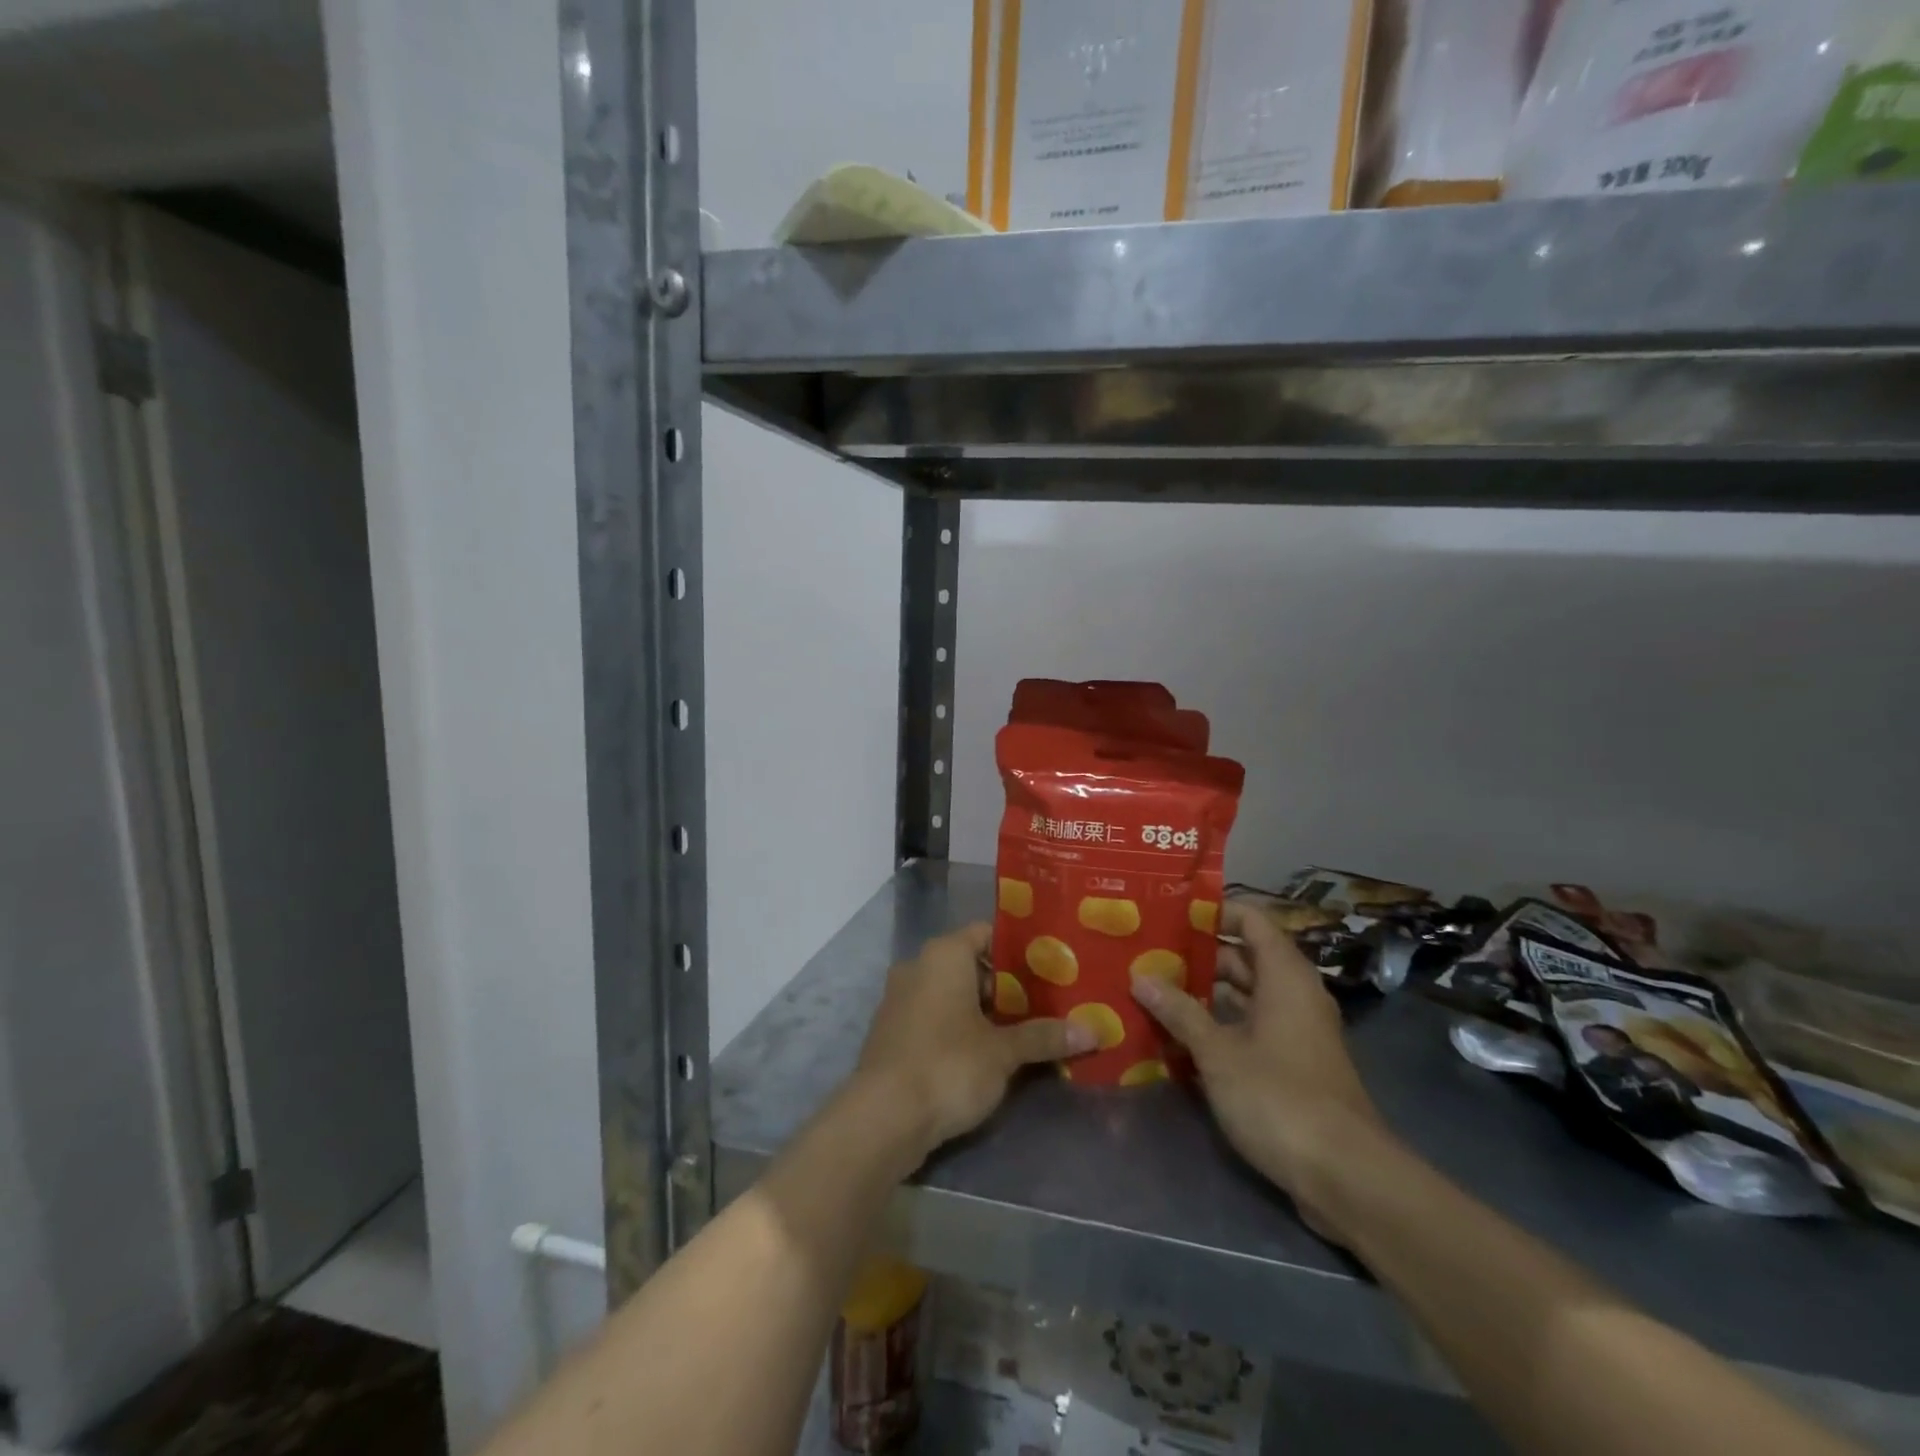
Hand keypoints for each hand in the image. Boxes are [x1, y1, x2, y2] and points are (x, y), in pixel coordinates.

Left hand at [857, 923, 1095, 1161]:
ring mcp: (900, 1000)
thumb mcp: (1003, 1052)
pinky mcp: (893, 1033)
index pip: (987, 933)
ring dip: (984, 1010)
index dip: (1020, 948)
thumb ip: (1044, 1036)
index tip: (1052, 965)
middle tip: (1047, 1002)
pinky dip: (960, 1028)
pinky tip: (988, 1053)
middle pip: (971, 965)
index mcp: (944, 954)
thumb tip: (1094, 1031)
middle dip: (1007, 985)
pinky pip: (935, 1018)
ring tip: (1026, 1029)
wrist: (882, 1118)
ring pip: (952, 994)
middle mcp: (918, 966)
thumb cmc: (947, 1065)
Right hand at [1131, 902, 1392, 1240]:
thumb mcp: (1218, 1052)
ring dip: (1204, 995)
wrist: (1346, 1176)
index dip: (1215, 911)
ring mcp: (1295, 1032)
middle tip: (1148, 954)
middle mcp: (1294, 995)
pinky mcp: (1292, 1065)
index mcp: (1284, 976)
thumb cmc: (1279, 1097)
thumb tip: (1140, 977)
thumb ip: (1179, 1012)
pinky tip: (1178, 1038)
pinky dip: (1218, 1028)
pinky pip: (1250, 1029)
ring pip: (1245, 997)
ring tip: (1153, 991)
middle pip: (1244, 958)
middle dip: (1197, 956)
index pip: (1251, 919)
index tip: (1171, 914)